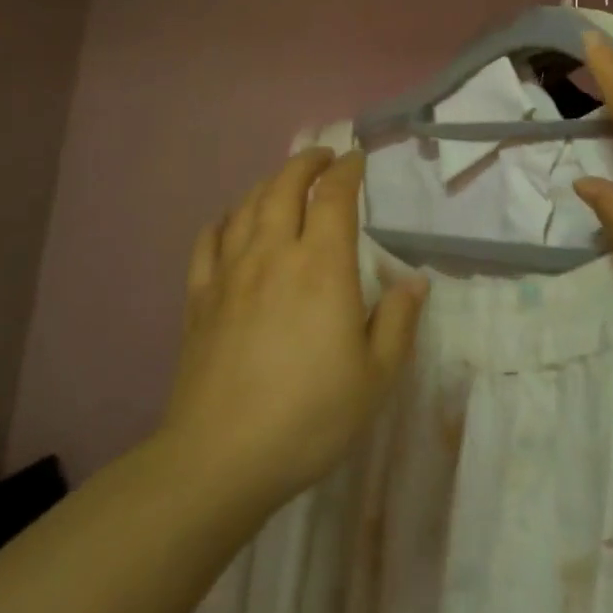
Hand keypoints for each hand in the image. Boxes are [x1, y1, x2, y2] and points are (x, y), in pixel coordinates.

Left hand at [163, 148, 429, 509]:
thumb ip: (398, 322)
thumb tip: (414, 281)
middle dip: (305, 163)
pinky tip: (230, 221)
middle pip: (284, 187)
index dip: (346, 171)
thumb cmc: (311, 416)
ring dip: (267, 183)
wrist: (222, 456)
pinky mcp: (199, 297)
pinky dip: (223, 219)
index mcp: (322, 267)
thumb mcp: (376, 376)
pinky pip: (208, 240)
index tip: (355, 160)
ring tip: (283, 182)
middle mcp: (273, 255)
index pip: (334, 197)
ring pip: (246, 206)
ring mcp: (230, 273)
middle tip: (321, 157)